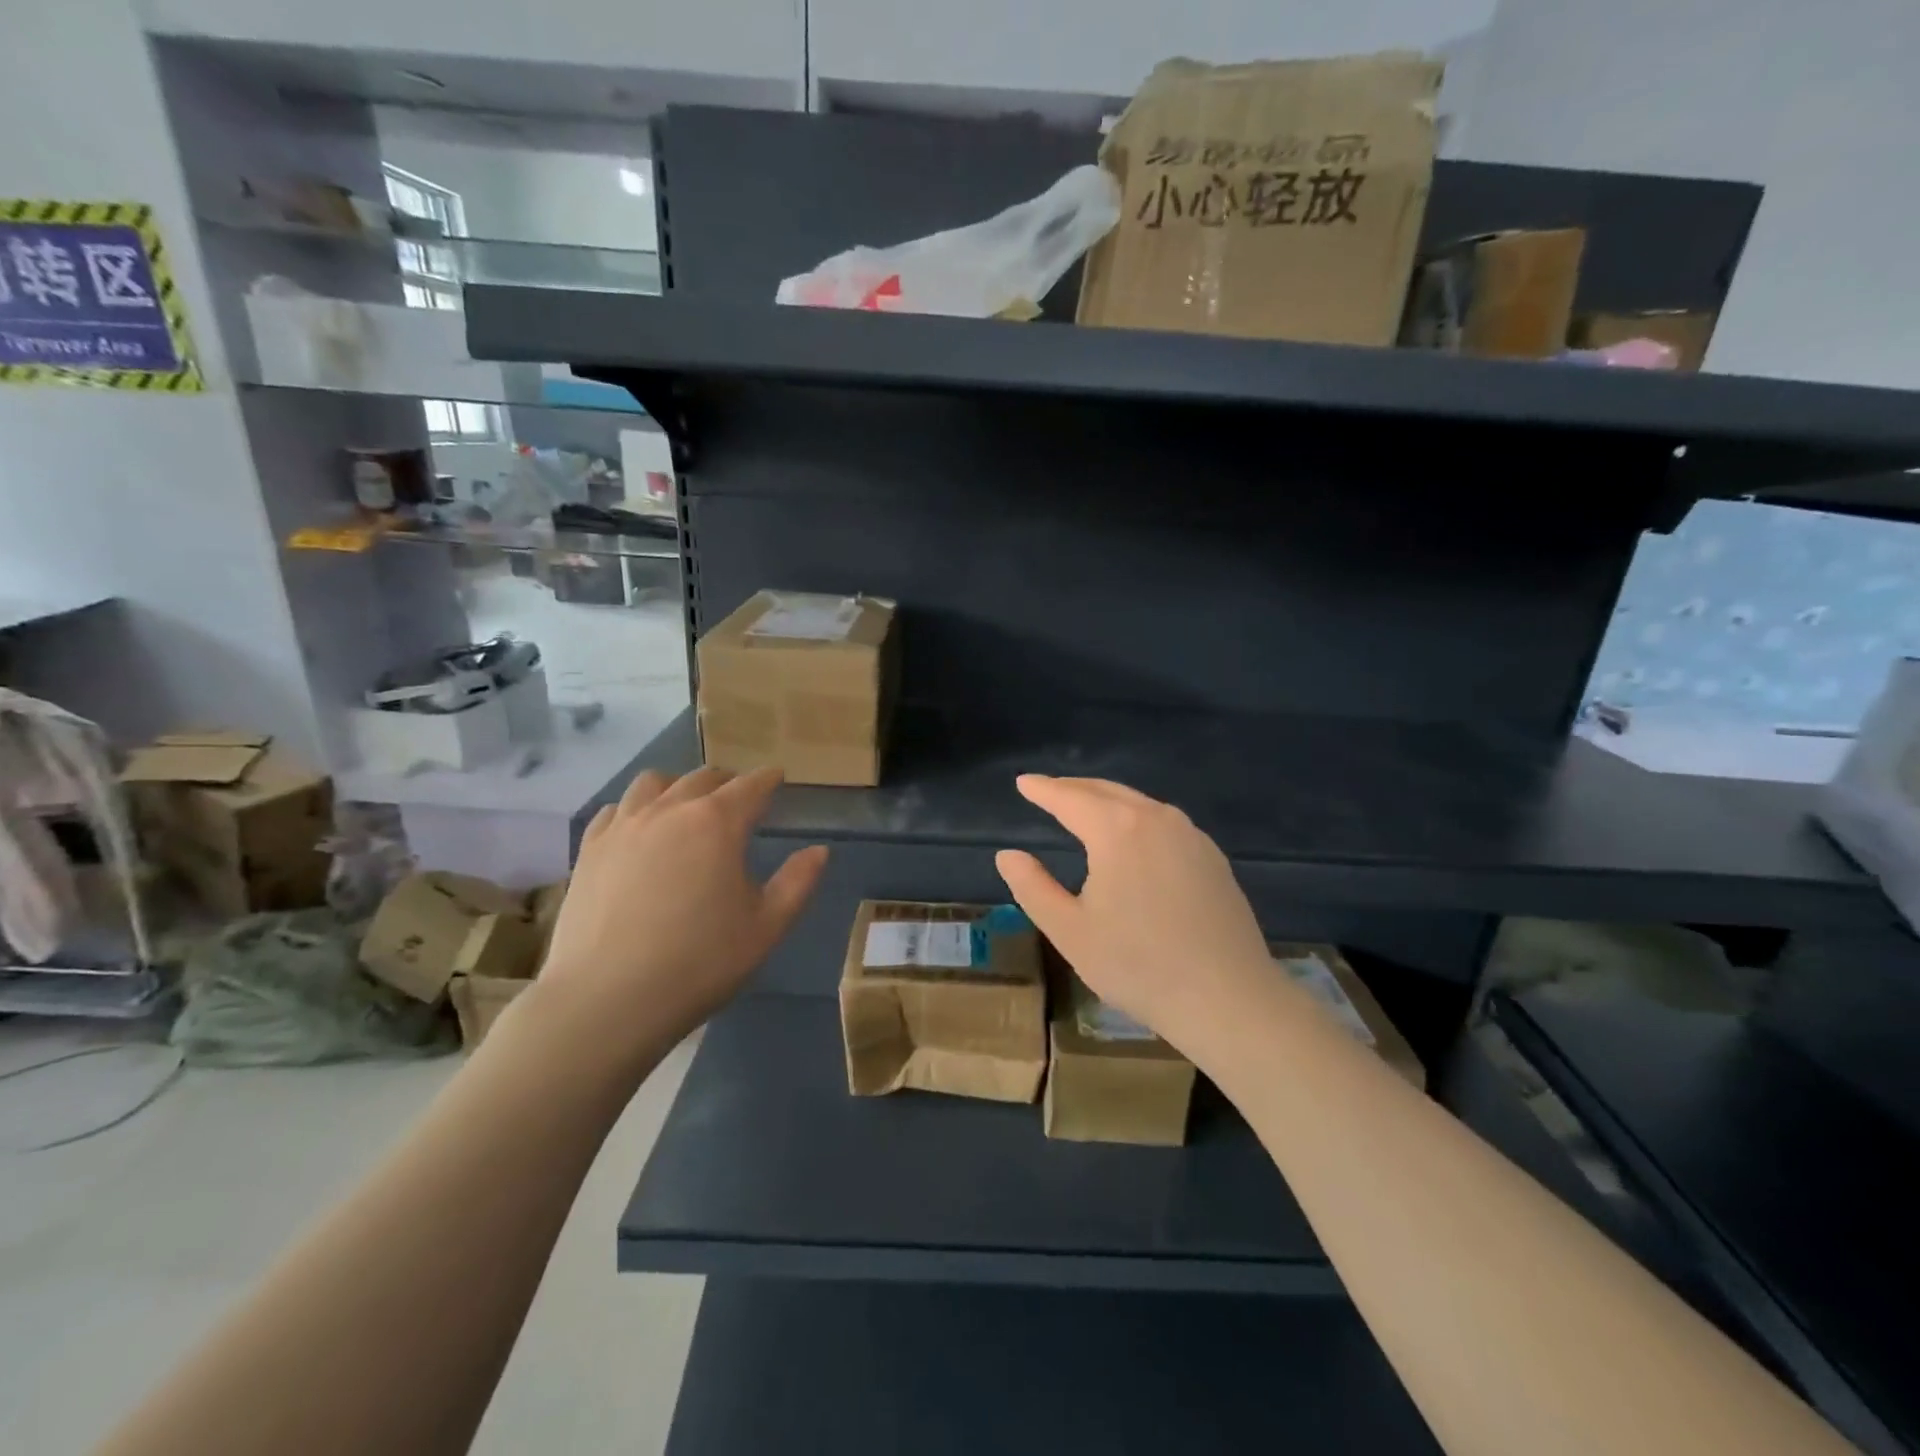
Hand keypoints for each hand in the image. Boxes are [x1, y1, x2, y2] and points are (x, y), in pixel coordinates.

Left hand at [536, 767, 827, 1055]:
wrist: (606, 1000)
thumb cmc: (699, 963)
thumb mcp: (766, 928)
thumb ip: (797, 883)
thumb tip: (819, 851)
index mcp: (718, 823)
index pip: (750, 786)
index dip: (768, 779)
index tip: (777, 778)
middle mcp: (670, 810)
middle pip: (702, 778)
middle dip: (726, 782)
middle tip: (738, 798)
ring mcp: (623, 827)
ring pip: (653, 783)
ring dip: (677, 787)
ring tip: (686, 807)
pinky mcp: (589, 850)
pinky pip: (615, 810)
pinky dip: (635, 809)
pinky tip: (639, 831)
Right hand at [995, 775, 1274, 1056]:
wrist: (1228, 998)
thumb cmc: (1137, 965)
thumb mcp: (1069, 931)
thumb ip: (1032, 887)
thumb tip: (1008, 855)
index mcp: (1117, 829)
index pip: (1070, 798)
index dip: (1043, 789)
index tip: (1024, 782)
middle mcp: (1156, 818)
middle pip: (1106, 791)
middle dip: (1074, 788)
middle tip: (1048, 790)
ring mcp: (1191, 836)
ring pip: (1139, 804)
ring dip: (1106, 801)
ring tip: (1084, 808)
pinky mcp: (1212, 857)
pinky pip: (1164, 823)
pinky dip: (1136, 818)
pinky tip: (1132, 838)